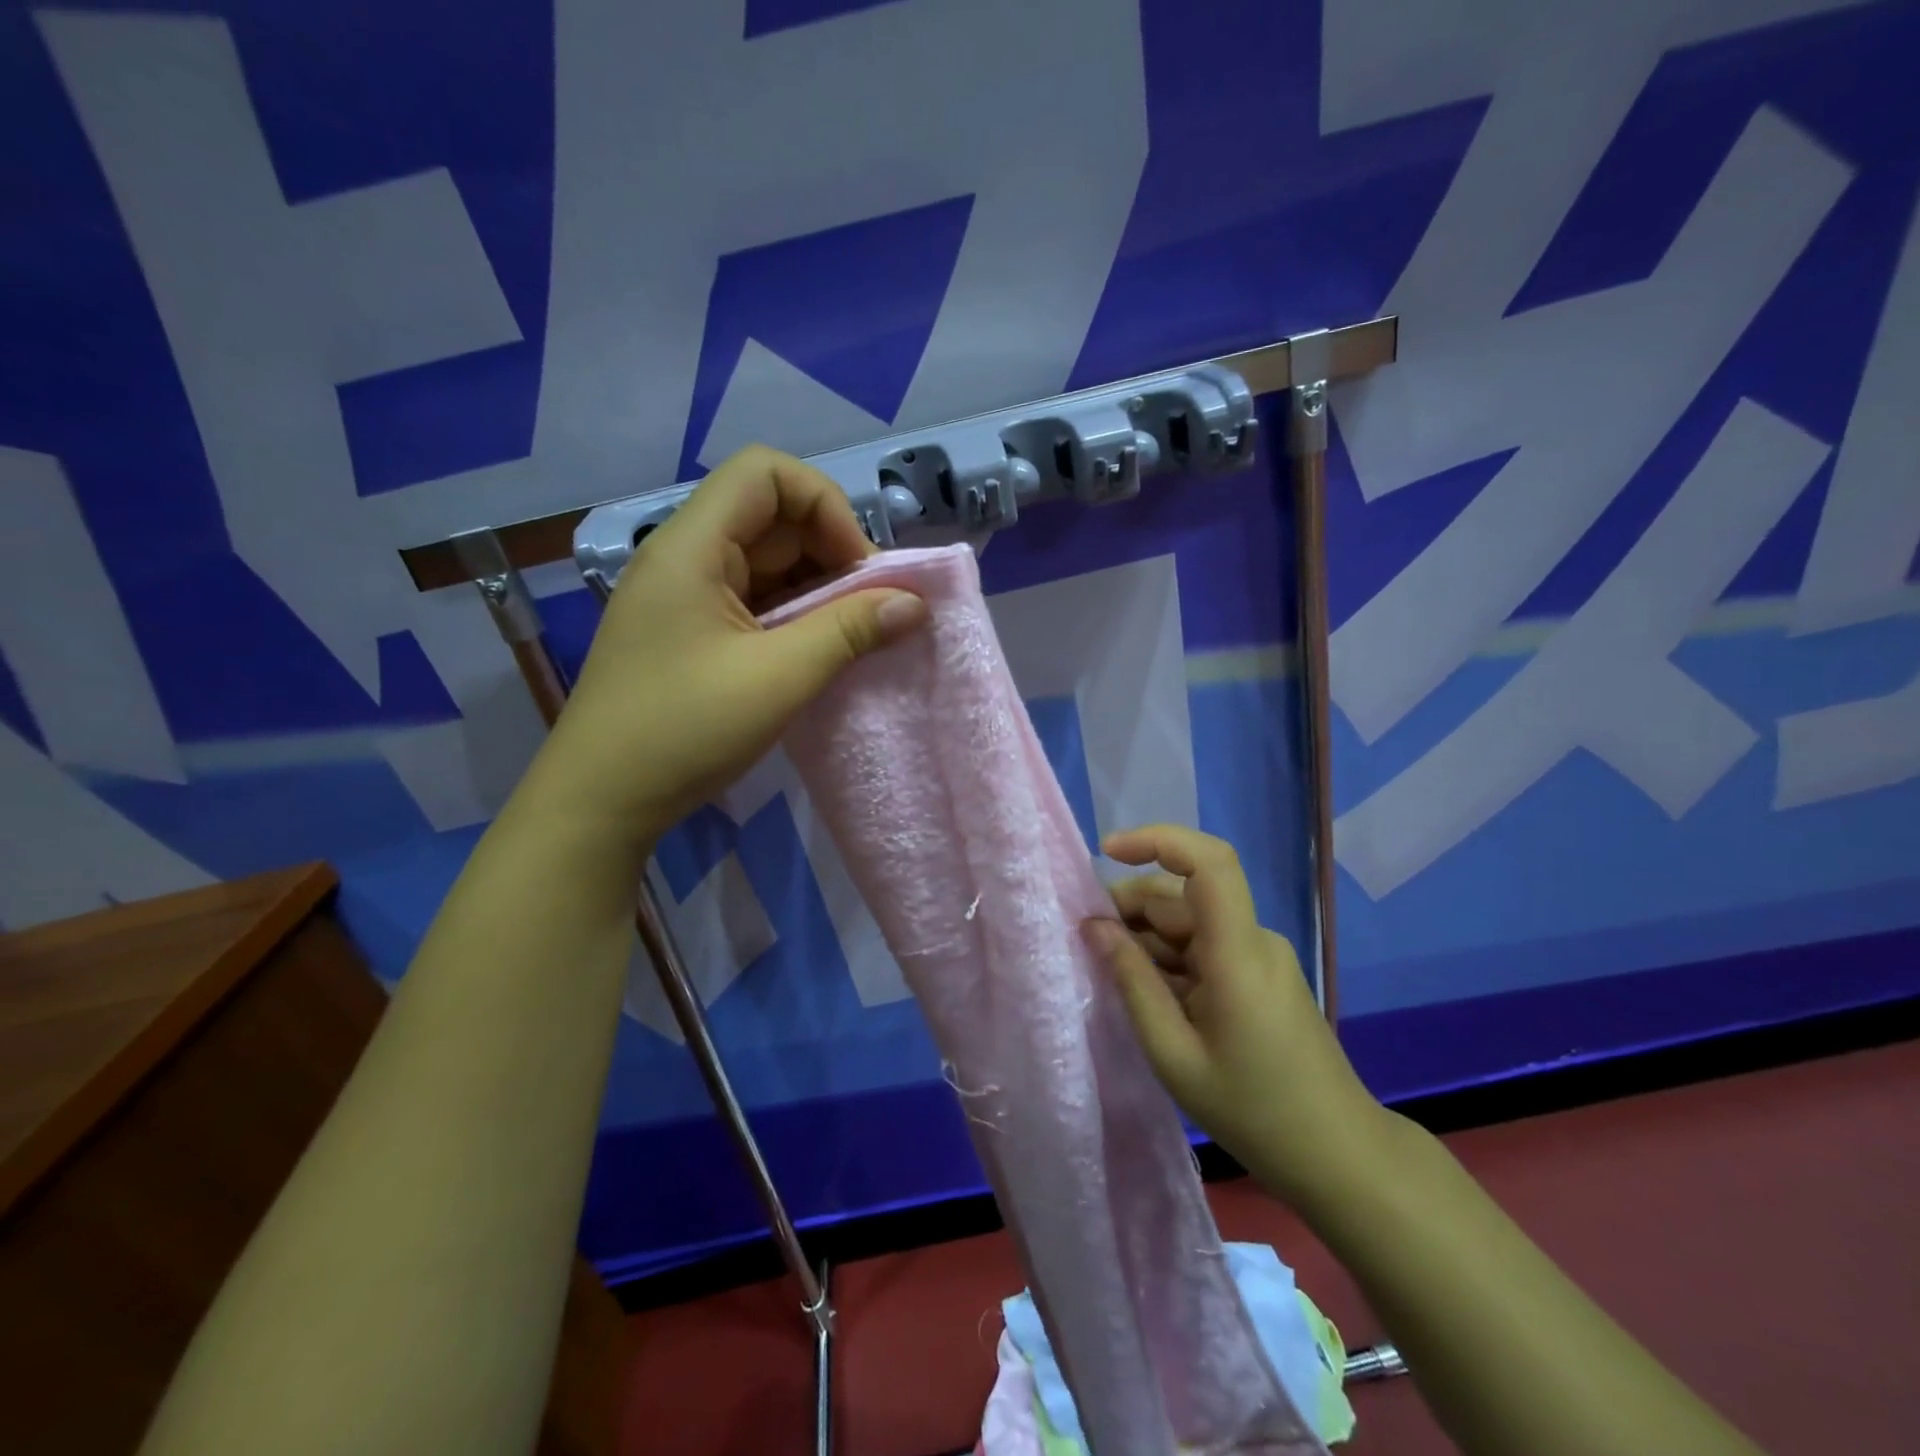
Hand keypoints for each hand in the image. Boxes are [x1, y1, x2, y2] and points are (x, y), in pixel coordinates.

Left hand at [521, 446, 927, 855]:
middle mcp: (684, 557)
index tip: (858, 569)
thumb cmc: (684, 730)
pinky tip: (816, 650)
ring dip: (815, 587)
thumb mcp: (779, 678)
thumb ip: (850, 631)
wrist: (601, 800)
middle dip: (829, 550)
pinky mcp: (688, 631)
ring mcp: (684, 595)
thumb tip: (914, 603)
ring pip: (764, 561)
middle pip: (770, 516)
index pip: (766, 472)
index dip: (825, 505)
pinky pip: (752, 599)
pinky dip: (792, 614)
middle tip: (869, 607)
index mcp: (692, 546)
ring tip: (851, 632)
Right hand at [1084, 824, 1387, 1212]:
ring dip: (1146, 934)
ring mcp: (1260, 956)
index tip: (1108, 851)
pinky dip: (1169, 956)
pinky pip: (1205, 946)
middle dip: (1131, 905)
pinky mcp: (1260, 974)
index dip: (1158, 840)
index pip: (1209, 862)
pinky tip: (1146, 989)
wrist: (1336, 1154)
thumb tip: (1094, 926)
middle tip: (1088, 939)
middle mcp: (1253, 940)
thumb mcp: (1174, 1053)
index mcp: (1238, 953)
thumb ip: (1132, 981)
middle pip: (1185, 894)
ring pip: (1191, 920)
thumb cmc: (1252, 1110)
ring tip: (1110, 970)